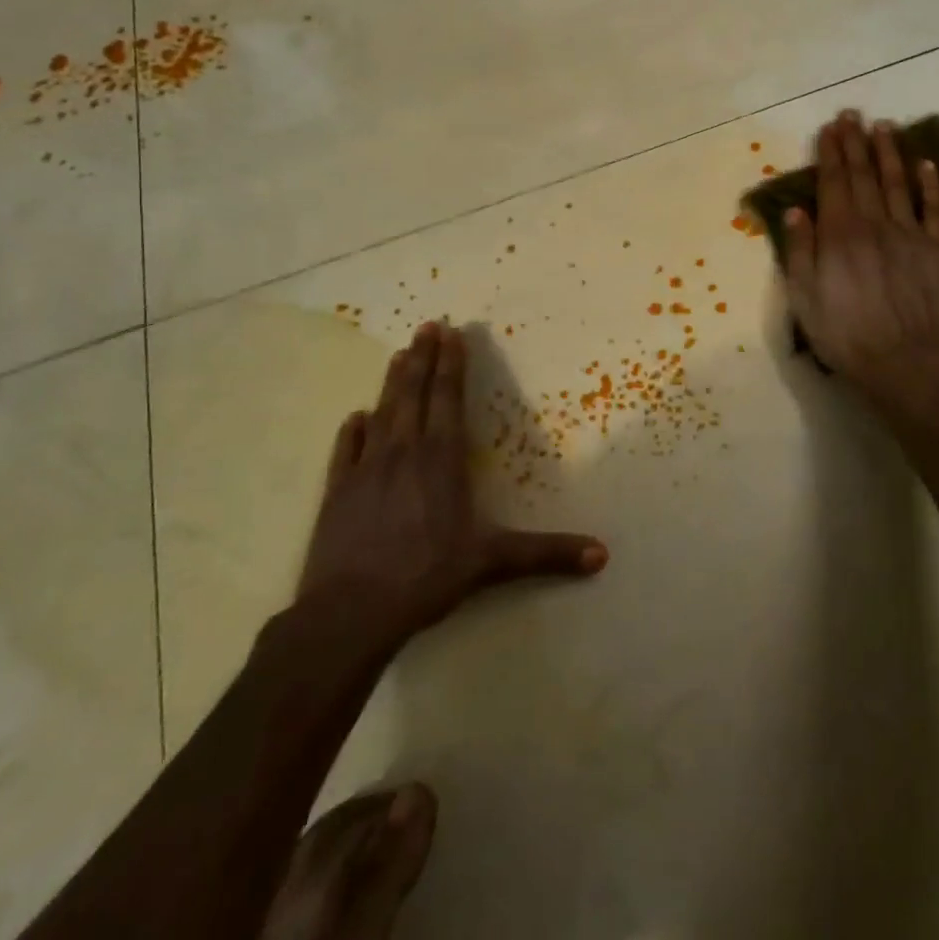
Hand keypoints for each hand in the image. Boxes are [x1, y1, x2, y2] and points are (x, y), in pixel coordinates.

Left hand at [298, 322, 607, 634]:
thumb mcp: (492, 562)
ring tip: (399, 354)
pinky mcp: (336, 492)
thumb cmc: (427, 577)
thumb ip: (546, 554)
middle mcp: (404, 452)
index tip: (451, 333)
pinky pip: (345, 451)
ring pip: (383, 413)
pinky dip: (352, 431)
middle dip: (423, 358)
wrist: (350, 613)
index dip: (451, 364)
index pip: (448, 398)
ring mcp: (365, 469)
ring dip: (393, 382)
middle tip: (426, 326)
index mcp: (441, 459)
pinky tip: (355, 417)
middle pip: (415, 394)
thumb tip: (602, 555)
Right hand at [783, 111, 938, 406]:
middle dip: (855, 143)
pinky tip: (926, 164)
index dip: (830, 153)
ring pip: (898, 183)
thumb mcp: (804, 298)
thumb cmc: (844, 335)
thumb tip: (796, 211)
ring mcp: (909, 234)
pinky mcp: (937, 250)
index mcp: (840, 235)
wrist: (903, 363)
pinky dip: (931, 184)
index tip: (829, 129)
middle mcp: (874, 224)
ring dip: (889, 153)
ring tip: (884, 126)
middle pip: (863, 175)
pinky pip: (935, 209)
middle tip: (852, 115)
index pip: (833, 183)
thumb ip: (800, 251)